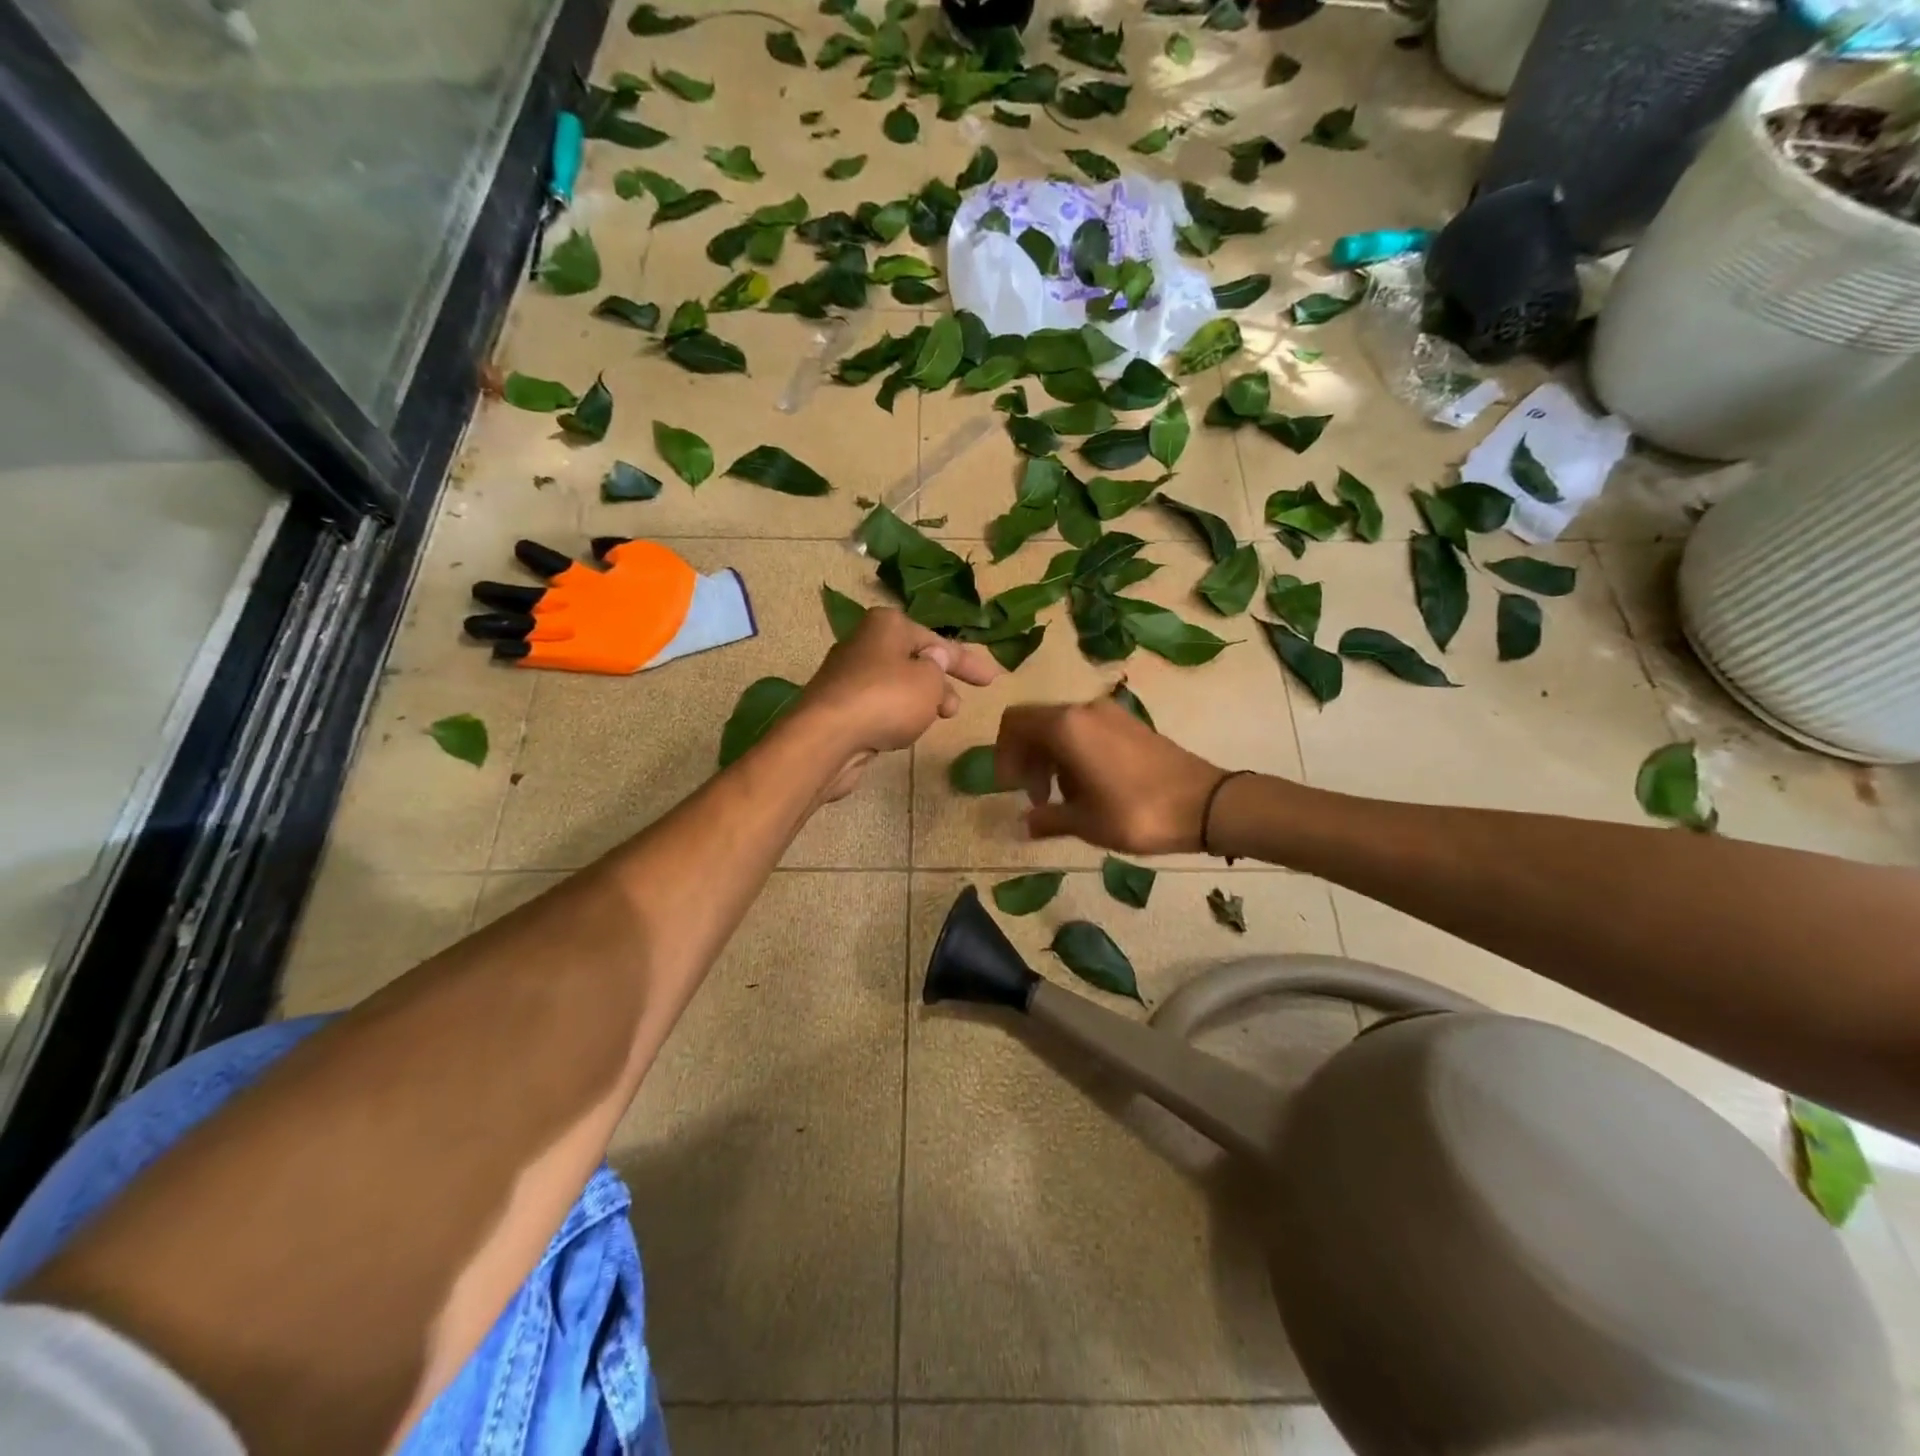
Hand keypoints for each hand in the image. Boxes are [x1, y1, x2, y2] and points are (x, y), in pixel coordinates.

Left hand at [797, 608, 999, 800]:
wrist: (827, 737)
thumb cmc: (886, 699)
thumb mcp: (929, 681)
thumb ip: (939, 669)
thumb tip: (934, 659)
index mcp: (887, 625)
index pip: (936, 640)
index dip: (966, 661)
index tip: (991, 681)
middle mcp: (865, 643)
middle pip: (913, 660)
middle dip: (940, 683)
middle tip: (955, 709)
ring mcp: (848, 675)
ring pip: (897, 684)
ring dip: (920, 700)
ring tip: (934, 721)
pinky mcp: (839, 705)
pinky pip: (878, 704)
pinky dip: (897, 714)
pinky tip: (903, 732)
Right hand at [995, 698, 1228, 853]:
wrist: (1207, 805)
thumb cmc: (1137, 813)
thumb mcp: (1085, 823)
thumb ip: (1047, 819)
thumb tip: (1025, 823)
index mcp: (1067, 726)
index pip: (1015, 723)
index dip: (1004, 754)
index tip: (1012, 788)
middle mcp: (1085, 709)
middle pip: (1037, 723)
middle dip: (1028, 758)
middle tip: (1037, 797)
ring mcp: (1111, 713)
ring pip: (1063, 727)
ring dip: (1052, 758)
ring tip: (1064, 798)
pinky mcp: (1131, 723)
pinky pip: (1087, 730)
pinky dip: (1076, 753)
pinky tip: (1091, 787)